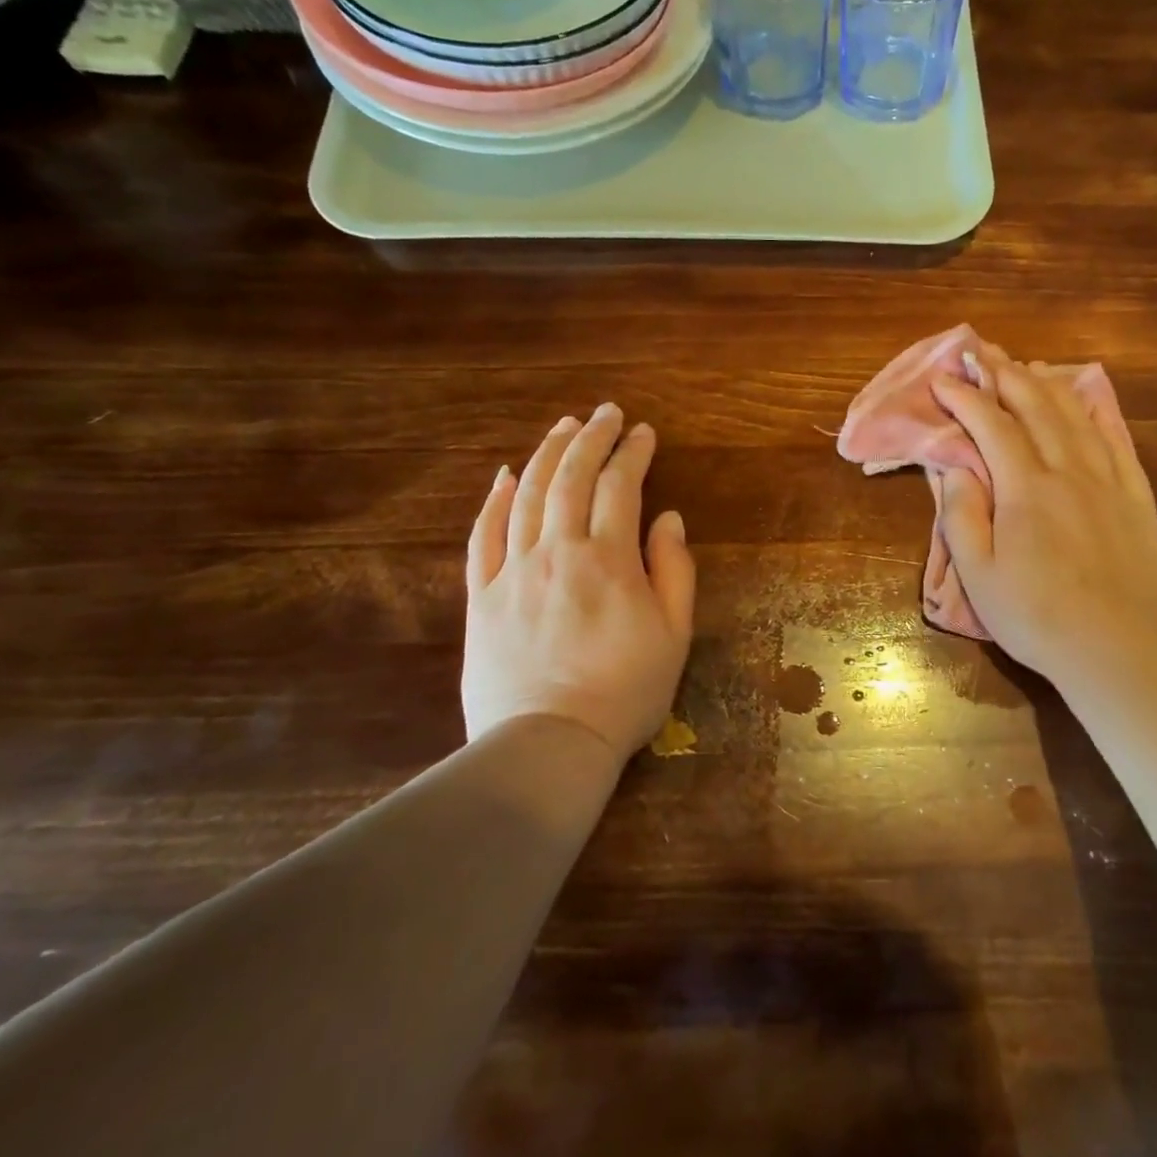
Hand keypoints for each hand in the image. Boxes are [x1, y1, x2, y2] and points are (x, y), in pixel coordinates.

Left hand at [462, 404, 694, 757]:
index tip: (644, 432)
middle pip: (570, 478)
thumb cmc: (625, 692)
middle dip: (590, 438)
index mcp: (609, 560)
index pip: (620, 487)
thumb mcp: (674, 634)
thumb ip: (674, 570)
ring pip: (526, 496)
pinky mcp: (482, 597)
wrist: (548, 744)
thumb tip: (668, 518)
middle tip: (605, 413)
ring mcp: (514, 571)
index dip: (633, 453)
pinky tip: (503, 476)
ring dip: (545, 455)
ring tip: (563, 427)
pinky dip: (493, 501)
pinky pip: (483, 537)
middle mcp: (558, 551)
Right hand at [932, 352, 1156, 693]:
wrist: (1116, 648)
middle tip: (980, 352)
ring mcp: (1108, 480)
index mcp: (1025, 488)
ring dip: (1045, 385)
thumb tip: (956, 466)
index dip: (964, 397)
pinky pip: (1116, 440)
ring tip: (1023, 366)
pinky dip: (1096, 411)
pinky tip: (1086, 397)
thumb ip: (962, 515)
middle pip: (1035, 407)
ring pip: (1074, 416)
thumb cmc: (1035, 616)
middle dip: (1003, 375)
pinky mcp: (1135, 497)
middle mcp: (1068, 470)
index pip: (991, 426)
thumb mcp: (979, 574)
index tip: (942, 378)